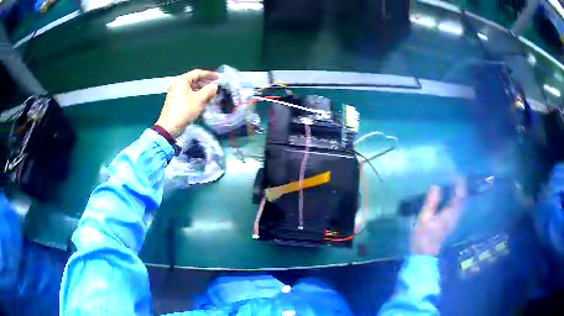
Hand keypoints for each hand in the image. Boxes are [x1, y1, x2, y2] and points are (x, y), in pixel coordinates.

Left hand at [156, 69, 218, 137]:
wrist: (170, 127)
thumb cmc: (184, 110)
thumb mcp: (199, 99)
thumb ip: (209, 90)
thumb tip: (215, 86)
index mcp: (182, 80)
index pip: (198, 73)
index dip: (210, 74)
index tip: (220, 78)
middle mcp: (178, 84)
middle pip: (195, 81)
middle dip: (206, 84)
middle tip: (217, 88)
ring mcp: (176, 93)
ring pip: (192, 89)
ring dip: (203, 92)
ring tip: (212, 96)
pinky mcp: (177, 102)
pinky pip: (189, 95)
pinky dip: (197, 97)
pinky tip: (204, 103)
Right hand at [410, 179, 466, 255]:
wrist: (424, 255)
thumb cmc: (422, 237)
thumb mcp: (423, 218)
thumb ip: (431, 202)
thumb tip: (436, 185)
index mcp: (450, 214)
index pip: (460, 196)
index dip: (460, 184)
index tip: (456, 173)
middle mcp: (456, 216)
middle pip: (463, 198)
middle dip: (461, 186)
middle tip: (455, 176)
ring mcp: (455, 221)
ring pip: (462, 203)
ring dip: (460, 192)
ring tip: (453, 183)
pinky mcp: (452, 223)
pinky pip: (458, 207)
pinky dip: (457, 199)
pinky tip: (450, 196)